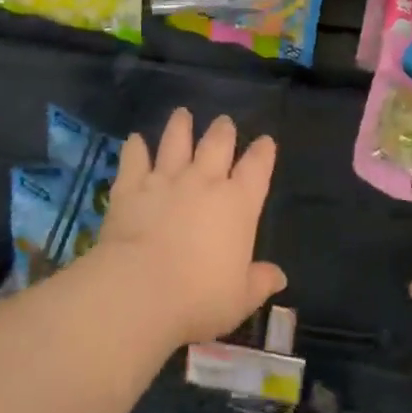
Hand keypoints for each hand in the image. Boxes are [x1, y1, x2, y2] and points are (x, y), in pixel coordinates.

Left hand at [94, 109, 286, 348]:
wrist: (140, 290)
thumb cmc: (199, 299)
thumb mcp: (240, 298)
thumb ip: (259, 282)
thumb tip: (279, 276)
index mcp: (238, 204)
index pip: (256, 168)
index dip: (263, 152)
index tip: (266, 141)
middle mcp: (204, 182)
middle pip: (217, 144)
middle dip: (223, 131)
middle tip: (224, 121)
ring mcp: (166, 179)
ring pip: (176, 142)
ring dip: (180, 126)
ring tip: (182, 113)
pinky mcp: (132, 186)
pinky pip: (134, 159)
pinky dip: (135, 147)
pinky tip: (134, 139)